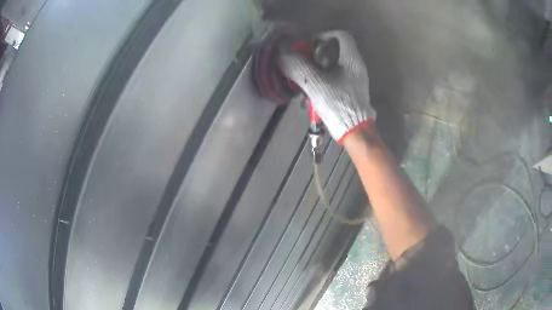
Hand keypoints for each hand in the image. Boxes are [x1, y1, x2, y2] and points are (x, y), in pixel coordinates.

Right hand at [277, 30, 375, 143]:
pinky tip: (312, 89)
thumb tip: (282, 55)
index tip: (310, 44)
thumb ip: (299, 68)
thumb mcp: (316, 84)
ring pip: (335, 63)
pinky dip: (323, 77)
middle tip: (304, 60)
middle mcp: (356, 66)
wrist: (355, 131)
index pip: (341, 36)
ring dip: (318, 66)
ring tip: (305, 76)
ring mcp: (355, 79)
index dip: (324, 35)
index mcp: (352, 60)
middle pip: (337, 49)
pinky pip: (336, 76)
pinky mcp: (351, 90)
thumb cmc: (339, 105)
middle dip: (317, 52)